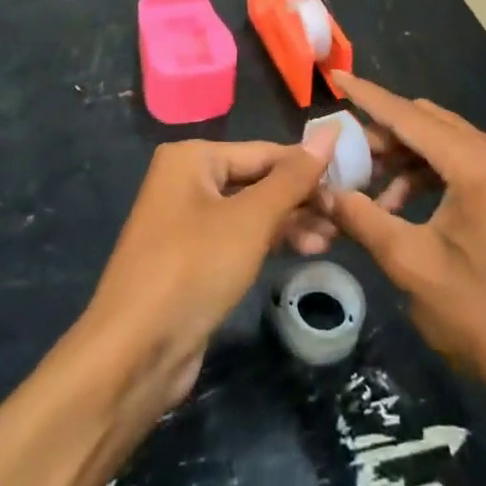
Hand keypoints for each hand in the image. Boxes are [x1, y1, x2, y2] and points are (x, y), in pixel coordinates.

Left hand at [82, 134, 335, 411]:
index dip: (309, 167)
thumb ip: (294, 177)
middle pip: (258, 180)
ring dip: (291, 223)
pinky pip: (240, 238)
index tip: (352, 182)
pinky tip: (306, 251)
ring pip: (251, 212)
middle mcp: (186, 181)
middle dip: (300, 199)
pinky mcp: (192, 260)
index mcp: (192, 158)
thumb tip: (331, 130)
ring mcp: (187, 222)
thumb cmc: (193, 269)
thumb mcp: (251, 220)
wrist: (133, 355)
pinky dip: (270, 242)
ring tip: (333, 239)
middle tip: (345, 216)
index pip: (265, 152)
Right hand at [325, 73, 485, 400]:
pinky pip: (456, 159)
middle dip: (382, 132)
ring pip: (440, 139)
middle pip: (425, 122)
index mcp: (474, 163)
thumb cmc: (478, 314)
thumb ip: (363, 218)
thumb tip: (324, 191)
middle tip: (342, 153)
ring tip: (364, 184)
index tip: (336, 75)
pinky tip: (396, 202)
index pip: (409, 116)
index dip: (368, 96)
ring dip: (401, 154)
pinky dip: (424, 171)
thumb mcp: (410, 264)